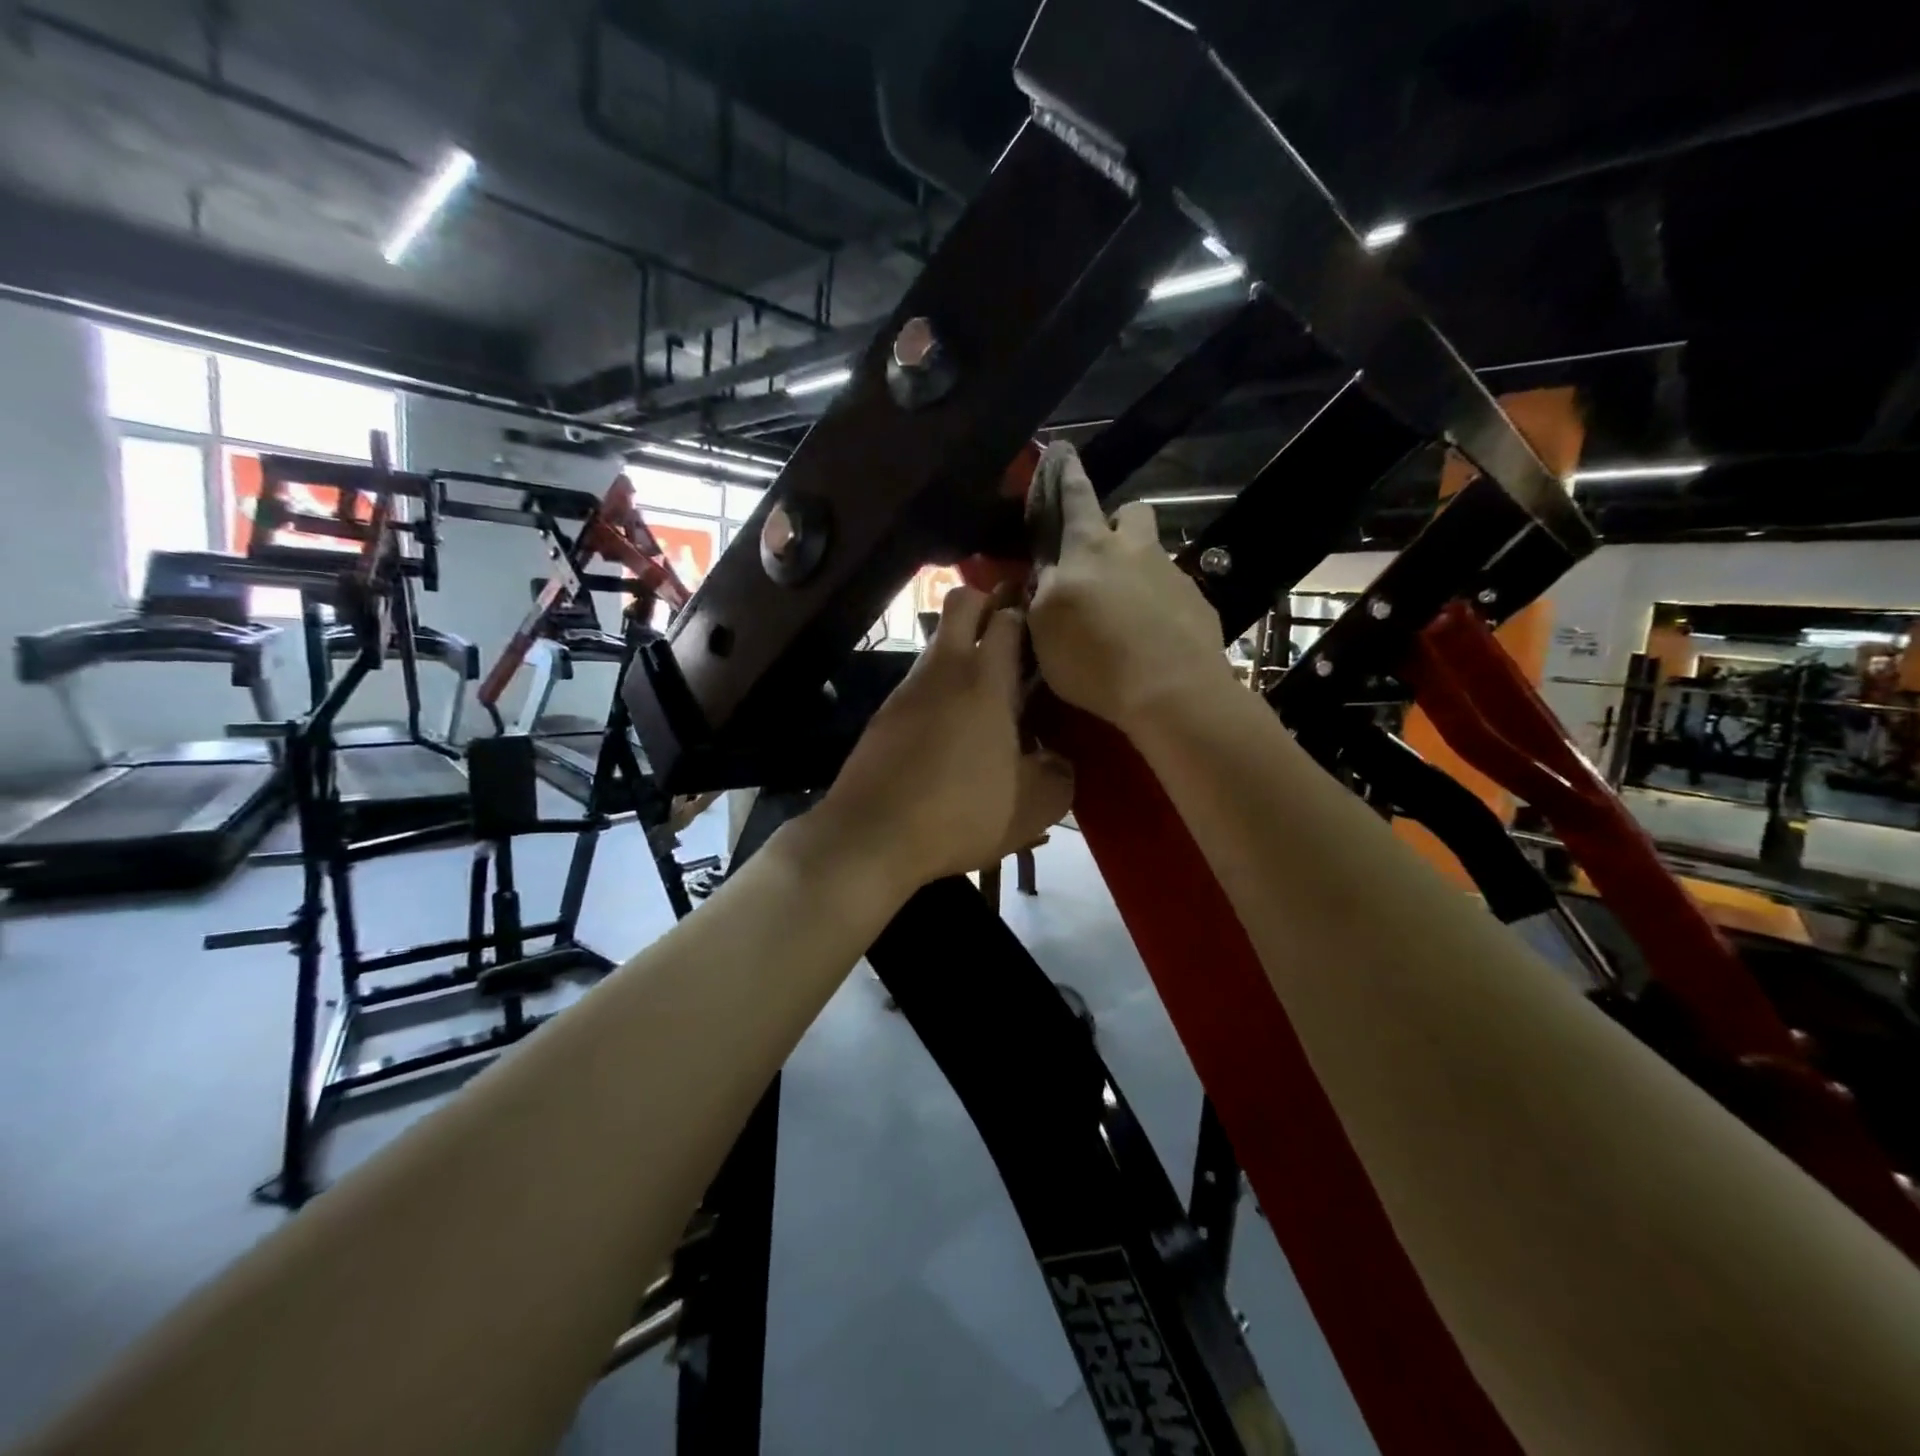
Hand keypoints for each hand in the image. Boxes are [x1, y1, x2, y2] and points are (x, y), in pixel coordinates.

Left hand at [813, 586, 1073, 893]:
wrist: (870, 836)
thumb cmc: (960, 813)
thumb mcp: (1034, 806)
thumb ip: (1058, 773)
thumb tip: (1056, 759)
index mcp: (985, 680)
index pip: (1007, 616)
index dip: (1028, 609)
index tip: (1045, 622)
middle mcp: (942, 670)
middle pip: (962, 603)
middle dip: (988, 602)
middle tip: (1014, 633)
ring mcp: (906, 690)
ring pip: (938, 645)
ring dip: (963, 652)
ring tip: (988, 694)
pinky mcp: (883, 716)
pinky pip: (919, 684)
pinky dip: (940, 690)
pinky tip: (952, 731)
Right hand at [1028, 442, 1232, 728]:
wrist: (1172, 692)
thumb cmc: (1095, 658)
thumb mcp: (1044, 629)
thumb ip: (1043, 594)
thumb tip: (1046, 575)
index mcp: (1090, 548)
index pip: (1076, 496)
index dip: (1066, 474)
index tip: (1063, 451)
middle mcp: (1136, 551)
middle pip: (1133, 512)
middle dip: (1118, 522)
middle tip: (1103, 554)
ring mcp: (1174, 576)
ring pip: (1154, 556)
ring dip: (1138, 571)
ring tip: (1124, 614)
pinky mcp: (1199, 606)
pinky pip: (1174, 594)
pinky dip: (1159, 609)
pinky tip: (1151, 642)